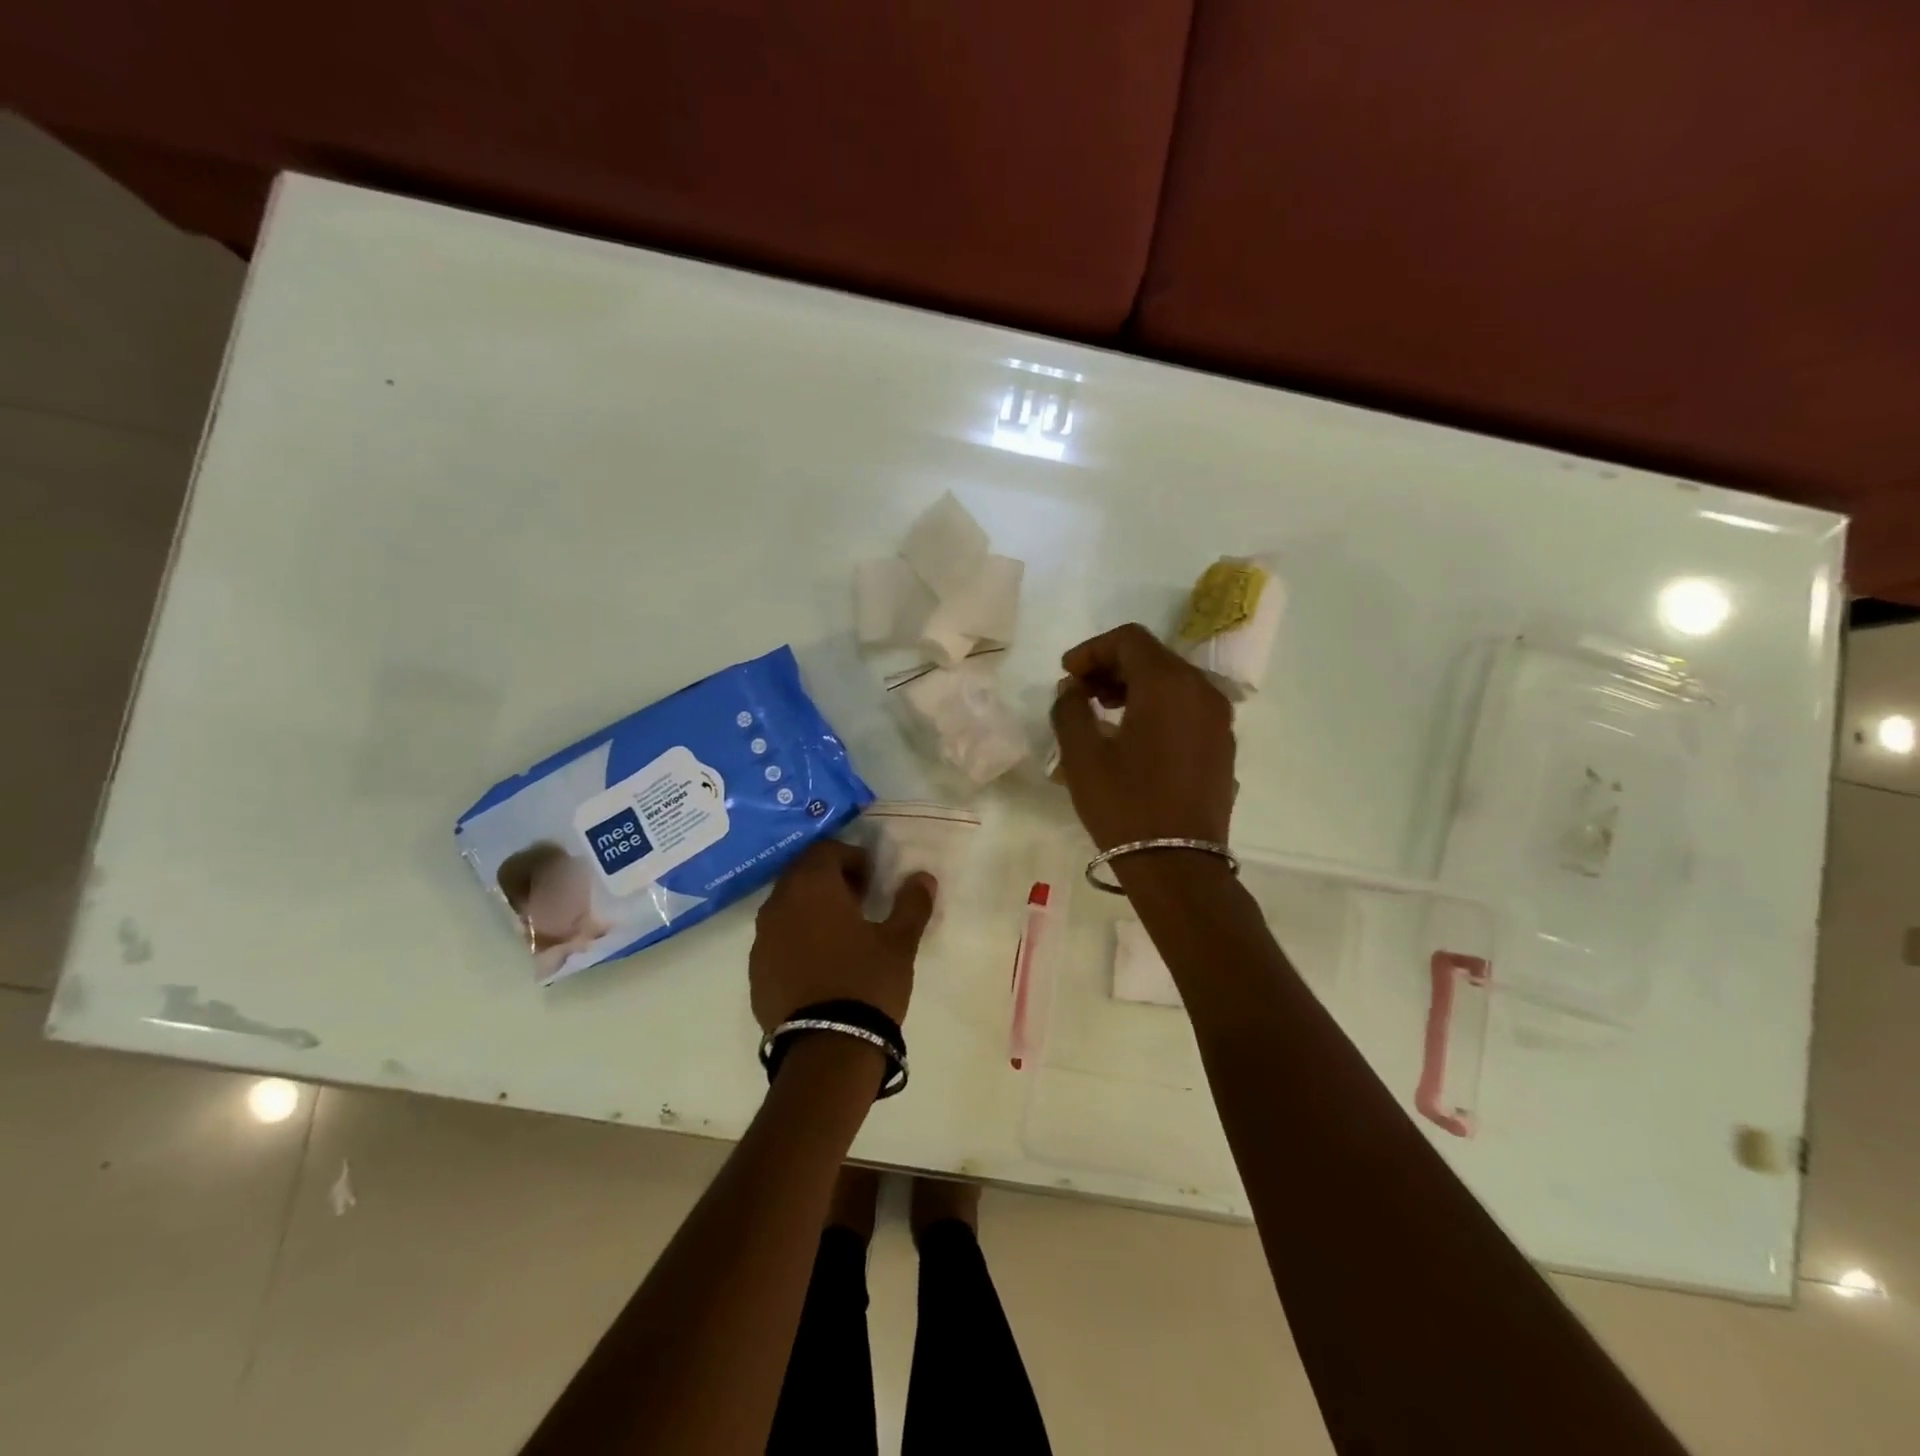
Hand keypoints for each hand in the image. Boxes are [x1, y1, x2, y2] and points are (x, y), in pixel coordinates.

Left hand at [750, 840, 935, 1030]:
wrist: (826, 1049)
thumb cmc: (866, 982)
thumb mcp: (899, 942)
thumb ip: (911, 903)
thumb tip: (922, 877)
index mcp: (811, 887)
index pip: (826, 850)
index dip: (852, 858)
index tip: (872, 880)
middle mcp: (778, 904)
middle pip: (802, 875)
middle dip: (830, 881)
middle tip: (859, 902)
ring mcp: (761, 940)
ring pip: (786, 907)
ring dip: (811, 909)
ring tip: (841, 935)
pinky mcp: (755, 972)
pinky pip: (776, 940)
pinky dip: (796, 939)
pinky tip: (820, 964)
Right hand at [1050, 622, 1236, 850]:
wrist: (1178, 865)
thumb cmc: (1125, 805)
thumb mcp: (1082, 755)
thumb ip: (1070, 708)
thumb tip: (1073, 689)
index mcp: (1168, 684)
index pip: (1129, 640)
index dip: (1092, 649)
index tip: (1067, 674)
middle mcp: (1202, 690)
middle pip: (1153, 656)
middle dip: (1112, 666)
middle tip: (1080, 692)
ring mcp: (1219, 718)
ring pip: (1173, 681)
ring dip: (1135, 686)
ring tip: (1102, 712)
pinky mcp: (1223, 744)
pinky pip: (1188, 706)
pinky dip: (1158, 706)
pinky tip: (1133, 735)